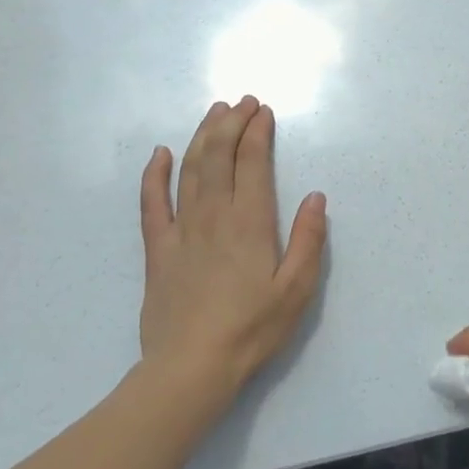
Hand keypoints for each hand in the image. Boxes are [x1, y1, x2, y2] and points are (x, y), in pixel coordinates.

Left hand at [139, 96, 326, 404]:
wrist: (191, 367)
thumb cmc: (251, 330)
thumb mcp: (296, 290)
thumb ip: (308, 240)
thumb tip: (316, 197)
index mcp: (250, 223)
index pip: (252, 163)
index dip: (257, 132)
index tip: (263, 111)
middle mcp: (214, 216)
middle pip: (218, 156)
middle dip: (231, 123)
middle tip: (241, 101)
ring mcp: (181, 230)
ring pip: (190, 170)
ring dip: (202, 137)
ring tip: (213, 113)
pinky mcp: (157, 250)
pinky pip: (152, 203)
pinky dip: (155, 175)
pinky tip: (160, 154)